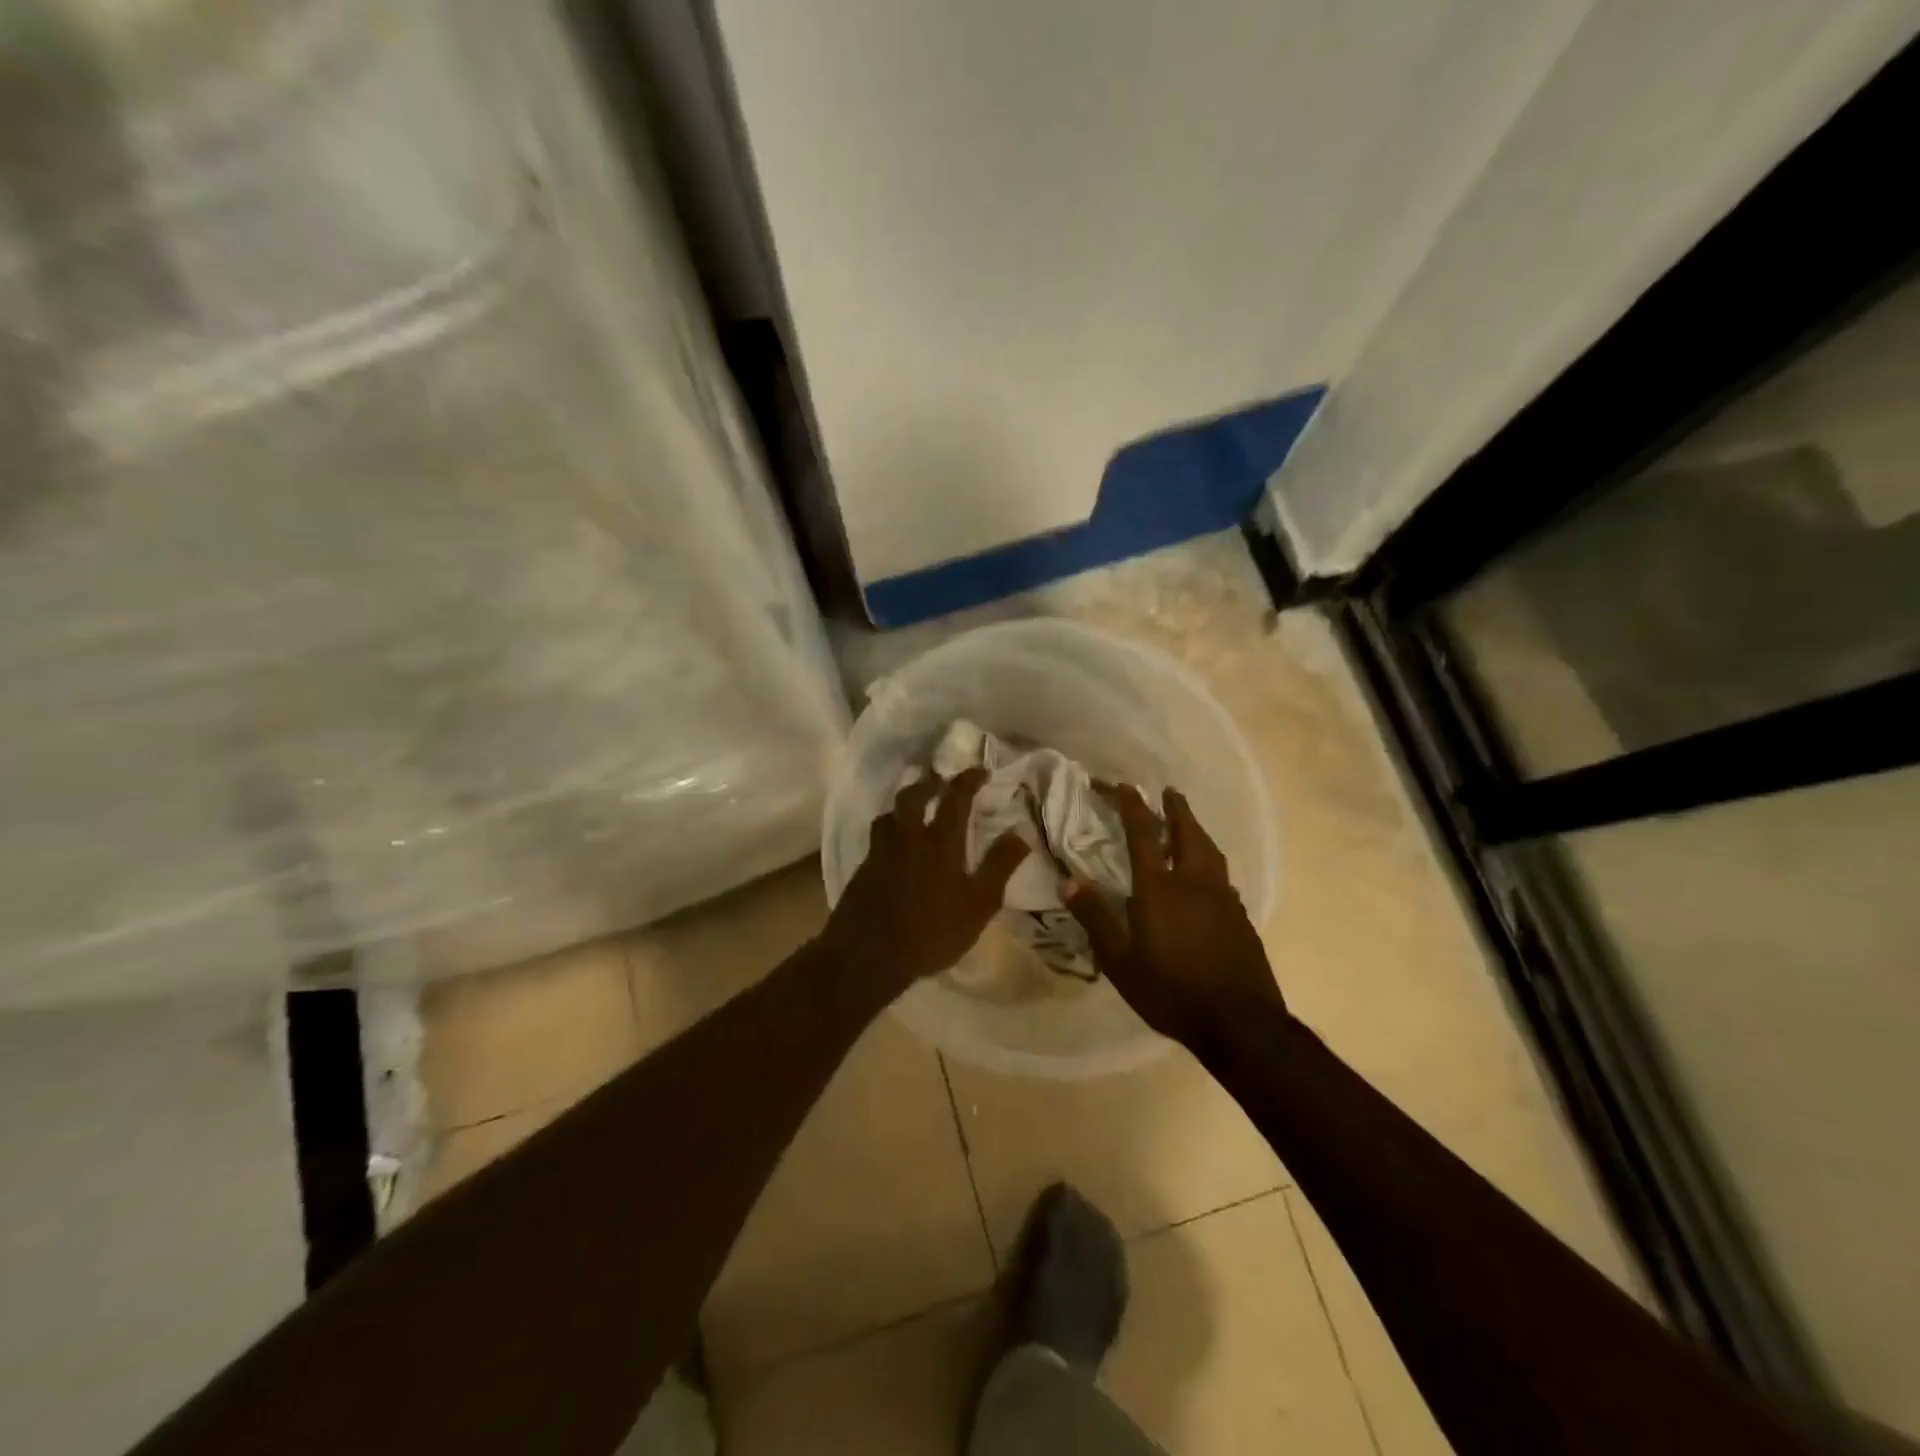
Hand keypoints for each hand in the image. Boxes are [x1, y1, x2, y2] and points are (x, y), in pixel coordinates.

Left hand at [821, 766, 1029, 997]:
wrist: (868, 954)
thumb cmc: (931, 931)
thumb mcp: (978, 904)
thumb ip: (999, 865)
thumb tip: (1022, 831)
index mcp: (940, 842)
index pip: (955, 798)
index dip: (968, 780)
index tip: (979, 770)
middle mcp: (908, 838)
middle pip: (913, 796)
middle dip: (929, 783)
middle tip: (941, 781)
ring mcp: (881, 852)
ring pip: (889, 815)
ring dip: (904, 805)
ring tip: (913, 809)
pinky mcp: (863, 870)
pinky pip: (877, 838)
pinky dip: (889, 831)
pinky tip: (894, 847)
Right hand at [1065, 784, 1285, 1047]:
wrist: (1239, 1023)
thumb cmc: (1171, 991)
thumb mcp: (1120, 961)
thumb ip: (1096, 918)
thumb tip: (1068, 881)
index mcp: (1160, 889)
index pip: (1143, 834)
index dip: (1132, 806)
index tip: (1125, 786)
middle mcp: (1194, 883)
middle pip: (1187, 833)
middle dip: (1176, 809)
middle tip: (1168, 792)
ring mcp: (1223, 899)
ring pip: (1211, 851)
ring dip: (1197, 830)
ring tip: (1188, 823)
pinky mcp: (1241, 917)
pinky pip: (1223, 875)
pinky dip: (1210, 861)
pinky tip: (1207, 875)